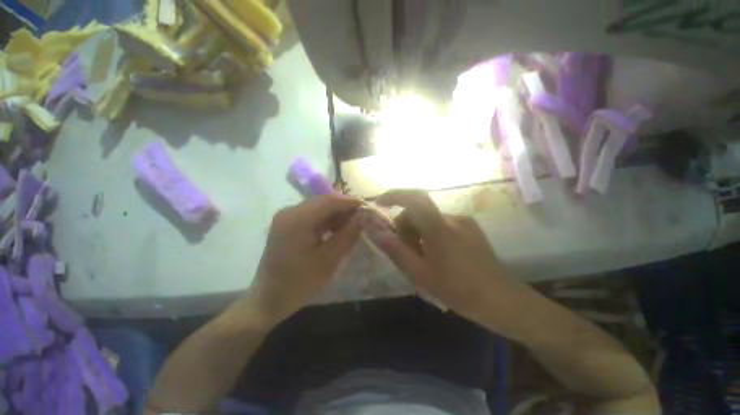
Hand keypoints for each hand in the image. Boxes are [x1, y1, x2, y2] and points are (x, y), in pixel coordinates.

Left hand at [249, 195, 362, 323]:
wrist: (269, 299)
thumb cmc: (300, 282)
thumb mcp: (329, 259)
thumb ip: (348, 234)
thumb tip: (362, 216)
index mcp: (297, 219)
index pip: (329, 201)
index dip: (350, 202)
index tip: (367, 207)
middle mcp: (289, 212)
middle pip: (323, 202)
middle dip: (344, 208)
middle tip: (361, 217)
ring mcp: (286, 217)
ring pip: (318, 208)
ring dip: (336, 214)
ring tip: (352, 225)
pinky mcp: (287, 225)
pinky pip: (312, 216)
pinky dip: (326, 221)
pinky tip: (336, 230)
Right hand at [365, 190, 526, 327]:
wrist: (502, 300)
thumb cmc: (458, 290)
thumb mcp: (420, 273)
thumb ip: (396, 250)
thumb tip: (375, 232)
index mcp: (439, 227)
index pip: (413, 199)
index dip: (394, 196)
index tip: (380, 203)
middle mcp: (452, 217)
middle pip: (419, 209)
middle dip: (404, 222)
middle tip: (401, 246)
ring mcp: (463, 221)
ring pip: (430, 217)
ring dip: (418, 229)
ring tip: (419, 254)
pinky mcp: (470, 227)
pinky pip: (442, 223)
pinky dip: (430, 232)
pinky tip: (435, 253)